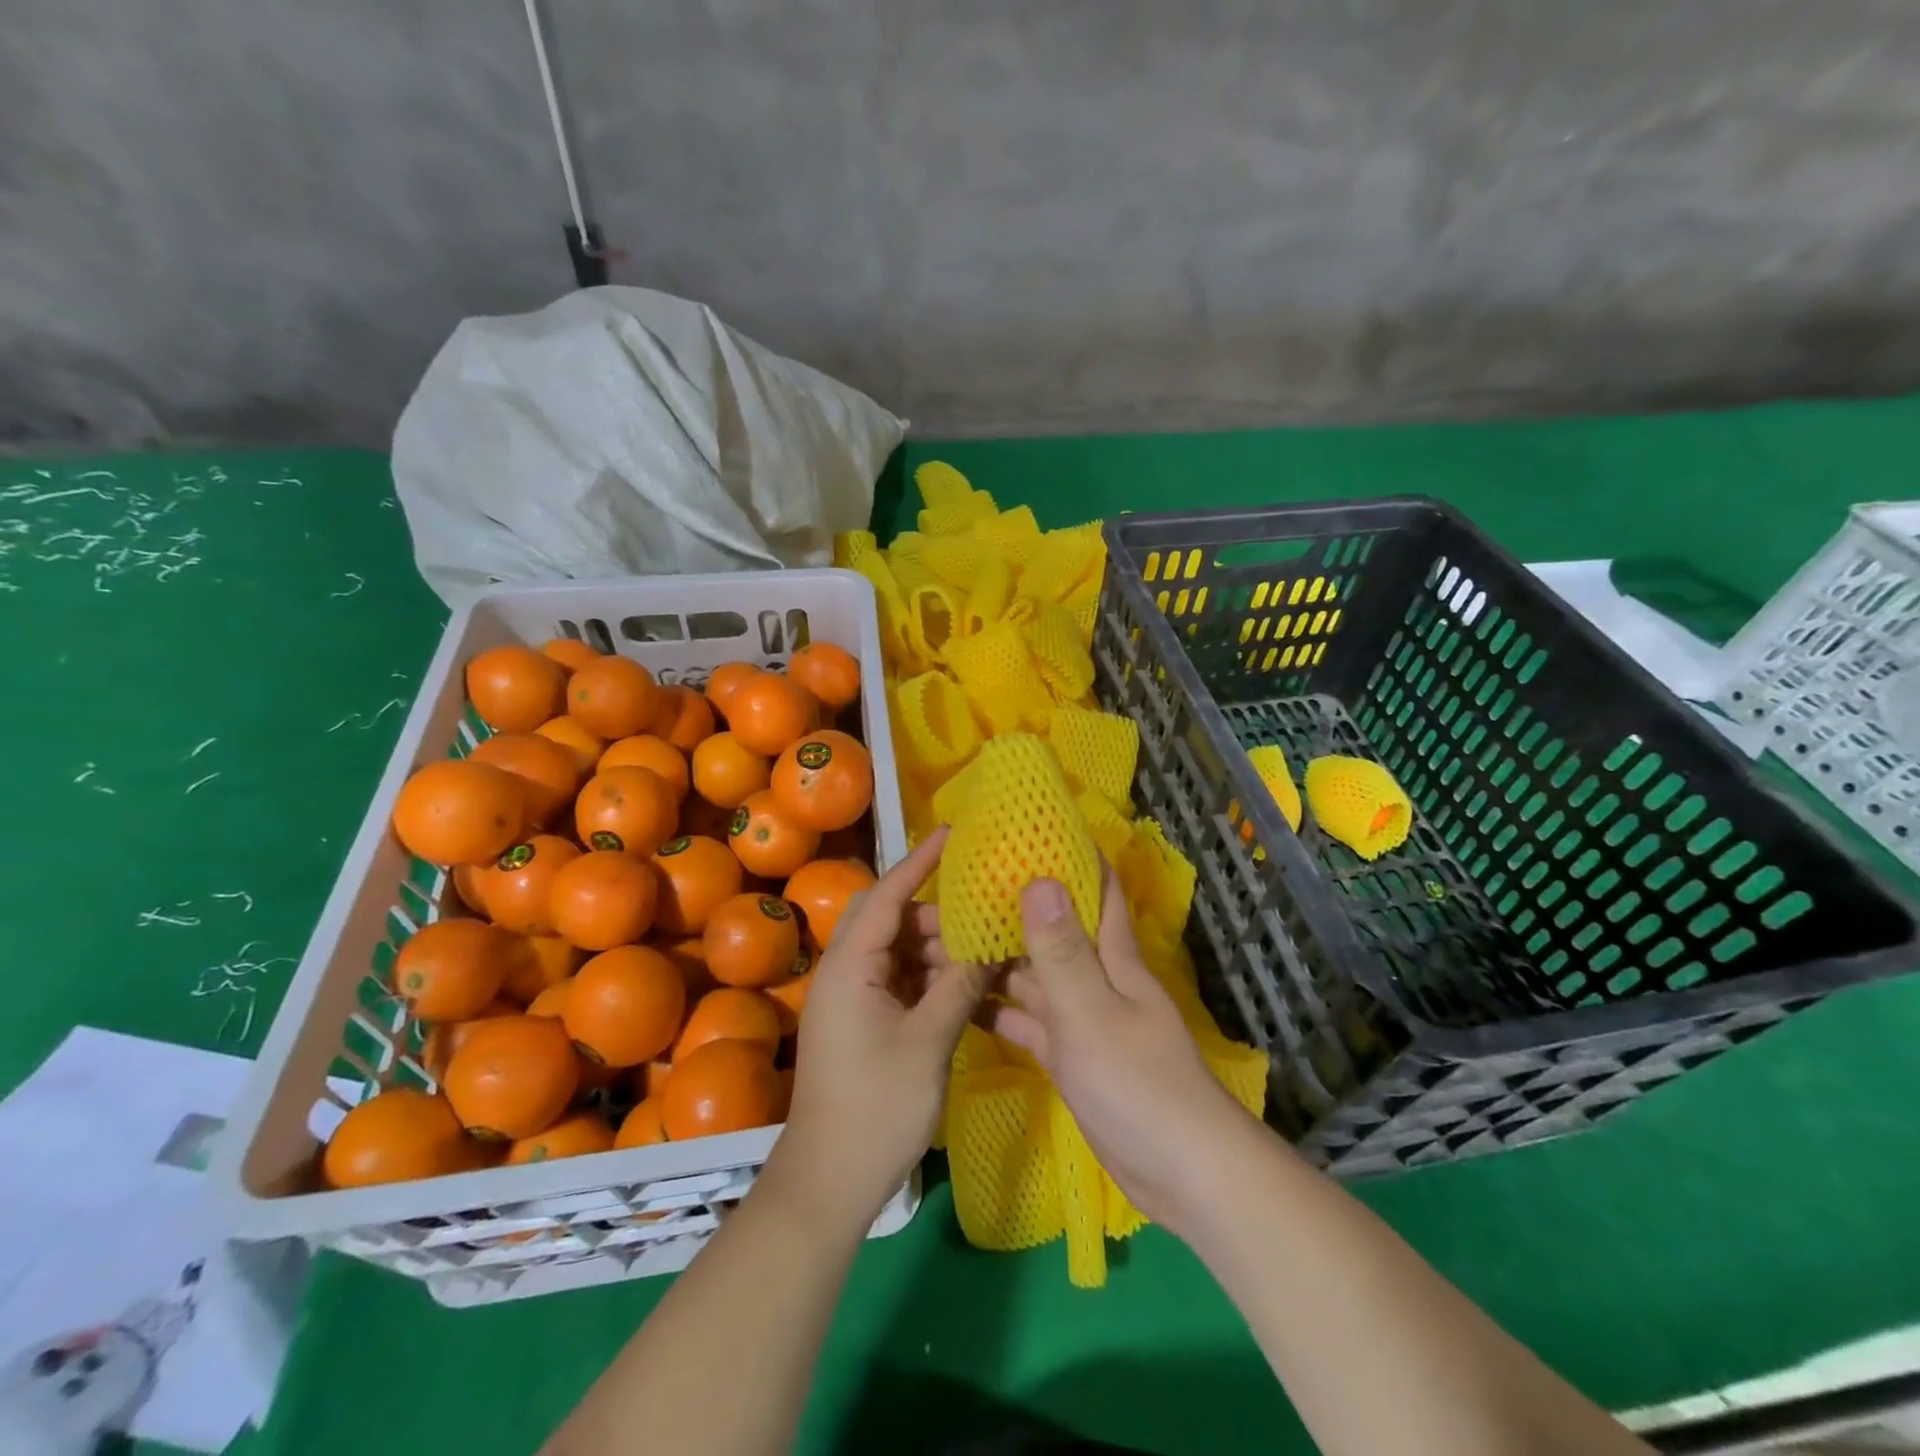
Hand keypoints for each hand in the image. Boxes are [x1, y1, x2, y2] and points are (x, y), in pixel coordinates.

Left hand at [770, 828, 986, 1228]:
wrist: (827, 1183)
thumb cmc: (875, 1108)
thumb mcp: (928, 1043)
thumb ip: (960, 986)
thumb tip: (990, 944)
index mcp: (851, 966)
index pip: (888, 894)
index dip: (921, 861)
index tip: (954, 833)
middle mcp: (844, 972)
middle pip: (888, 917)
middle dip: (932, 910)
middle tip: (978, 910)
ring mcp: (850, 998)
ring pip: (894, 950)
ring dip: (932, 947)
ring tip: (979, 949)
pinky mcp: (859, 1022)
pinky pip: (896, 980)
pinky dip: (926, 976)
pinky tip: (961, 985)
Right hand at [988, 865, 1260, 1236]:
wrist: (1179, 1173)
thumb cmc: (1137, 1083)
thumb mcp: (1091, 1012)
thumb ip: (1061, 950)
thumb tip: (1038, 877)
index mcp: (1112, 955)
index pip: (1097, 888)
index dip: (1070, 855)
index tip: (1027, 830)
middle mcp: (1096, 977)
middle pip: (1052, 929)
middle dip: (1012, 906)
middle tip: (959, 885)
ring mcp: (1082, 1018)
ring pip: (1034, 975)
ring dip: (997, 958)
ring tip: (944, 937)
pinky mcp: (1069, 1056)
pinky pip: (1028, 1021)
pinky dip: (999, 1010)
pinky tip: (960, 1000)